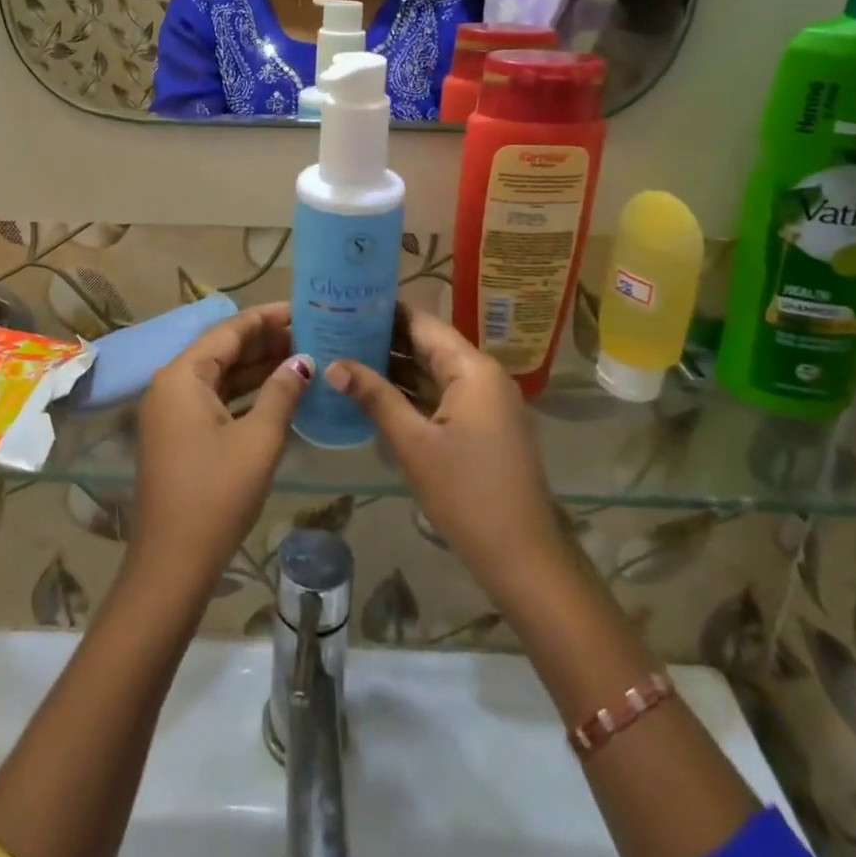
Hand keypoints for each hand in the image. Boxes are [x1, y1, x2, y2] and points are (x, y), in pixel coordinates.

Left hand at [129, 303, 311, 596]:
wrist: (173, 564)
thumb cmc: (217, 494)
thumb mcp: (258, 439)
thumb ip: (281, 392)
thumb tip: (302, 361)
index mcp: (182, 376)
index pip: (229, 331)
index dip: (266, 318)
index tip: (301, 308)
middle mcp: (171, 385)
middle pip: (222, 350)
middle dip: (264, 342)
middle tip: (310, 333)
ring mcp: (172, 413)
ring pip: (220, 376)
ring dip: (257, 368)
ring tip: (301, 357)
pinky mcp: (179, 436)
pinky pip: (214, 400)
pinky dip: (245, 394)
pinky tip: (278, 393)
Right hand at [327, 307, 574, 615]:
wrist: (522, 556)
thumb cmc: (466, 493)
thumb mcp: (414, 443)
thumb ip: (375, 397)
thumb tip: (333, 365)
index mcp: (472, 368)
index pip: (423, 322)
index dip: (385, 310)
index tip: (346, 300)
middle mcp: (482, 375)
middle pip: (428, 343)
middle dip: (385, 337)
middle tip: (336, 327)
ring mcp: (483, 401)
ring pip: (432, 370)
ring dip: (395, 365)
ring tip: (346, 352)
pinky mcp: (480, 425)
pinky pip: (440, 394)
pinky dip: (410, 390)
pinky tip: (373, 390)